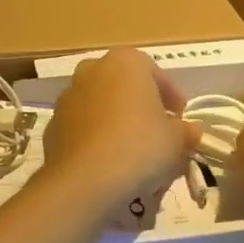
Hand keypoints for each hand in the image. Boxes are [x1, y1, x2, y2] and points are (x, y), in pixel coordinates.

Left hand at [41, 49, 196, 212]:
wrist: (84, 179)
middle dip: (140, 105)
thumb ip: (185, 131)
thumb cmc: (139, 147)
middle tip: (156, 130)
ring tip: (132, 149)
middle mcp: (92, 70)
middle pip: (124, 86)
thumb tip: (190, 132)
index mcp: (125, 62)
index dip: (171, 96)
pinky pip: (82, 126)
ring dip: (116, 120)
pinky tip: (107, 160)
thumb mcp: (176, 140)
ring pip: (101, 105)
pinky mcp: (53, 124)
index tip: (180, 117)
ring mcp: (68, 96)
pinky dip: (95, 137)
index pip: (155, 73)